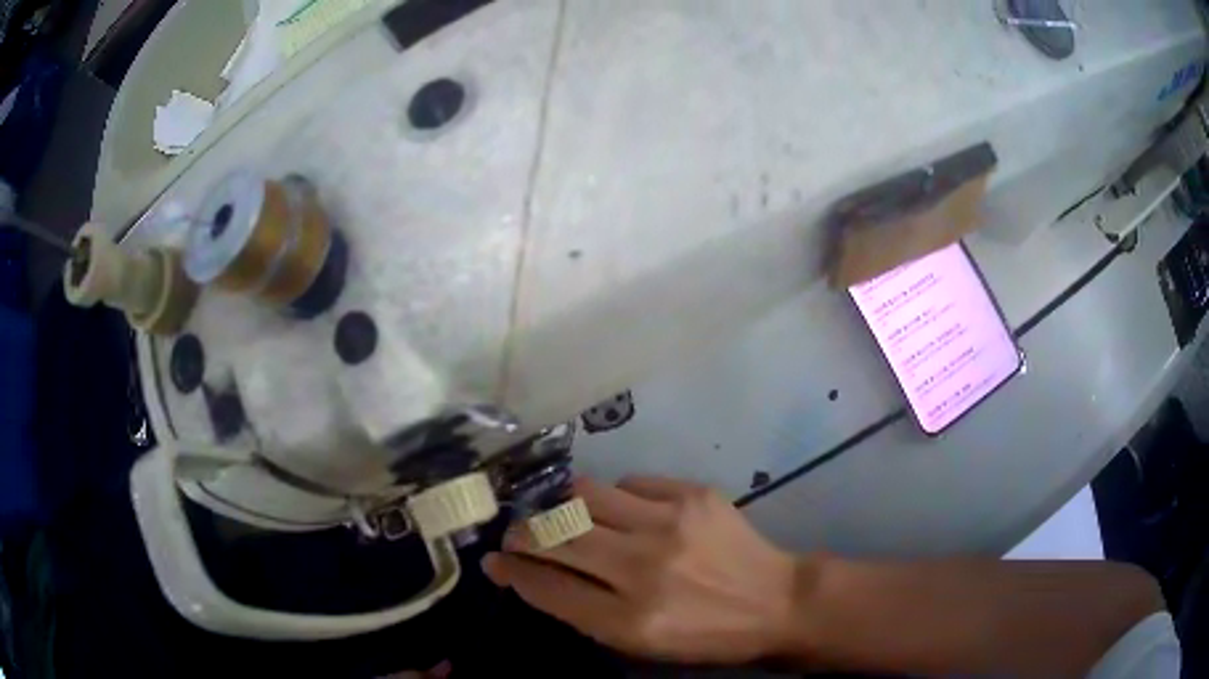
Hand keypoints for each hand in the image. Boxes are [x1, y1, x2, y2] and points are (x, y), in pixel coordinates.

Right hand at [481, 477, 806, 663]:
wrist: (775, 601)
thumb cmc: (704, 634)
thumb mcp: (639, 643)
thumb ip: (582, 610)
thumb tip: (530, 574)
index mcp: (629, 620)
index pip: (546, 587)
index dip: (511, 571)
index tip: (494, 560)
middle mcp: (643, 568)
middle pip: (555, 535)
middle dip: (522, 533)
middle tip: (517, 533)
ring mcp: (669, 523)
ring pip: (583, 494)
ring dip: (562, 506)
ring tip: (565, 515)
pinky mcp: (692, 494)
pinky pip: (628, 481)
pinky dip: (613, 497)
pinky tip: (621, 511)